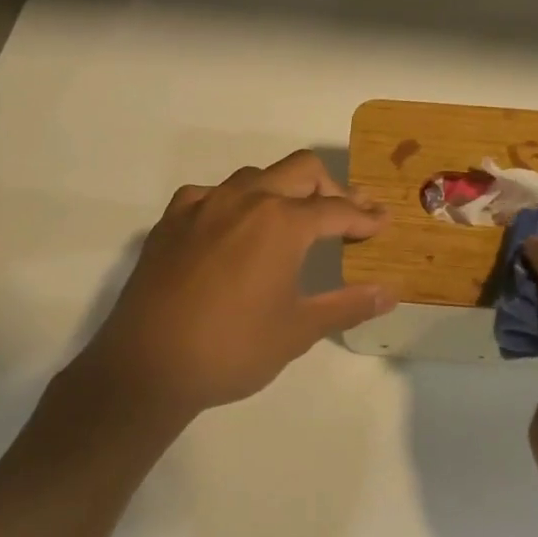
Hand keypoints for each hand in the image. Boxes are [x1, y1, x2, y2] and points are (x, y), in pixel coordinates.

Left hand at [72, 150, 391, 425]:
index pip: (337, 210)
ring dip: (283, 190)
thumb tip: (390, 292)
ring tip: (292, 221)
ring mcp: (203, 205)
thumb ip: (348, 304)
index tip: (382, 223)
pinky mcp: (171, 220)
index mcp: (282, 222)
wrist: (147, 366)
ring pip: (255, 176)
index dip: (365, 217)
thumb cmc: (233, 348)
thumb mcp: (298, 330)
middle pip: (301, 170)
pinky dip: (234, 203)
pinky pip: (211, 194)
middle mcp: (245, 199)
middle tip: (346, 215)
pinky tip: (233, 229)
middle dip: (331, 188)